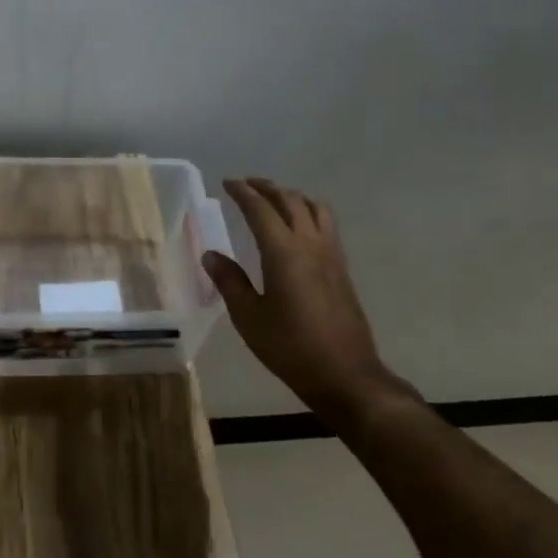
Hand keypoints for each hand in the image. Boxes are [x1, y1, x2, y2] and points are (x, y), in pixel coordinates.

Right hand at [203, 178, 413, 416]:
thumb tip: (211, 255)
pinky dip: (309, 212)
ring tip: (275, 199)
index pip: (261, 209)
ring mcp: (331, 255)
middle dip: (267, 188)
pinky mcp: (342, 269)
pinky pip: (326, 225)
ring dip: (292, 196)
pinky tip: (300, 227)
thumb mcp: (249, 317)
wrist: (346, 375)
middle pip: (290, 201)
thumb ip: (230, 282)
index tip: (227, 182)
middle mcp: (310, 244)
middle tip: (247, 184)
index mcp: (284, 252)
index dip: (243, 192)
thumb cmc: (291, 348)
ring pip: (314, 208)